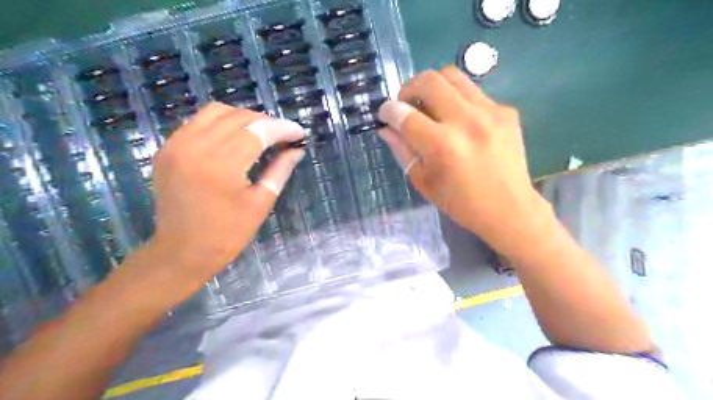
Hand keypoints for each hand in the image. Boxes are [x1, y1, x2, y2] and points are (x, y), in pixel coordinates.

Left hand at [148, 102, 303, 276]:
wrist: (181, 252)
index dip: (282, 128)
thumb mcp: (261, 202)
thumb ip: (280, 170)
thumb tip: (297, 149)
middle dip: (266, 122)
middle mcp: (195, 147)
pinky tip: (234, 138)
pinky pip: (198, 122)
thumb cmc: (228, 234)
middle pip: (238, 117)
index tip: (299, 133)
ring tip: (261, 134)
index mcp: (221, 166)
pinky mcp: (167, 148)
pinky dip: (221, 123)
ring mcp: (176, 145)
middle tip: (284, 136)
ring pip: (216, 112)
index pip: (258, 131)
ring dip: (243, 118)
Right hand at [379, 64, 550, 254]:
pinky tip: (459, 121)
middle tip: (406, 104)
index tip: (385, 113)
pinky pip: (474, 92)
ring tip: (430, 105)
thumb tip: (386, 128)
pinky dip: (458, 100)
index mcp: (441, 145)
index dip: (388, 110)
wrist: (509, 209)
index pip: (405, 114)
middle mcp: (466, 121)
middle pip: (429, 81)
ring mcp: (490, 112)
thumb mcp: (423, 181)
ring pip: (453, 75)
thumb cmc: (460, 202)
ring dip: (434, 86)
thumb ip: (402, 150)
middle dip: (408, 87)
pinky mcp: (506, 111)